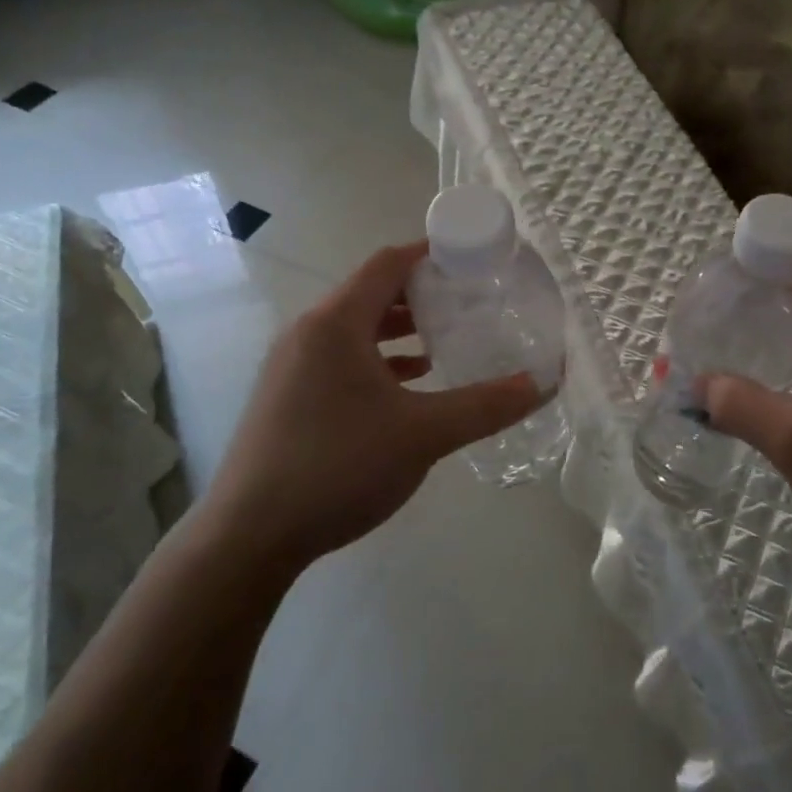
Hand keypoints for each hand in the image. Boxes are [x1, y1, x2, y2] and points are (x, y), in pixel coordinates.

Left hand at [202, 242, 542, 569]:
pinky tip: (409, 384)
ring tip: (447, 339)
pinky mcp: (288, 395)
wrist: (249, 536)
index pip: (388, 264)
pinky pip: (341, 358)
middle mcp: (309, 332)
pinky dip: (378, 359)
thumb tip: (541, 385)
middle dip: (422, 293)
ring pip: (355, 328)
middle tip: (470, 300)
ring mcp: (292, 365)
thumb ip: (485, 406)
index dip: (431, 254)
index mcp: (336, 323)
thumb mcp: (423, 434)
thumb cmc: (338, 467)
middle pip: (372, 292)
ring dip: (400, 328)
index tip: (473, 259)